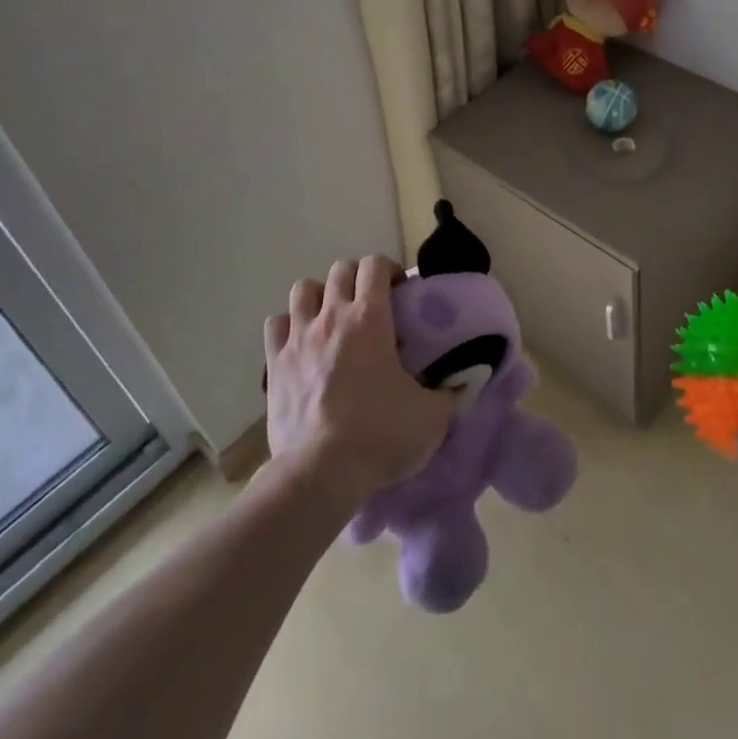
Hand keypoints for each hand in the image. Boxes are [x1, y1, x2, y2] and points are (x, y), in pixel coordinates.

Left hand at [264, 257, 455, 509]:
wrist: (319, 474)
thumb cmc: (380, 436)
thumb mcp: (431, 416)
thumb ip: (450, 393)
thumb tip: (463, 383)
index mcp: (371, 318)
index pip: (375, 264)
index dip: (389, 270)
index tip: (400, 293)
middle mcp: (332, 317)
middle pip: (340, 270)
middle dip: (357, 279)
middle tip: (370, 305)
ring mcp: (298, 338)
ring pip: (303, 289)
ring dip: (319, 297)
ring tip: (332, 319)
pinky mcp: (274, 365)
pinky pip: (276, 325)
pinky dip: (288, 327)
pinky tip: (301, 344)